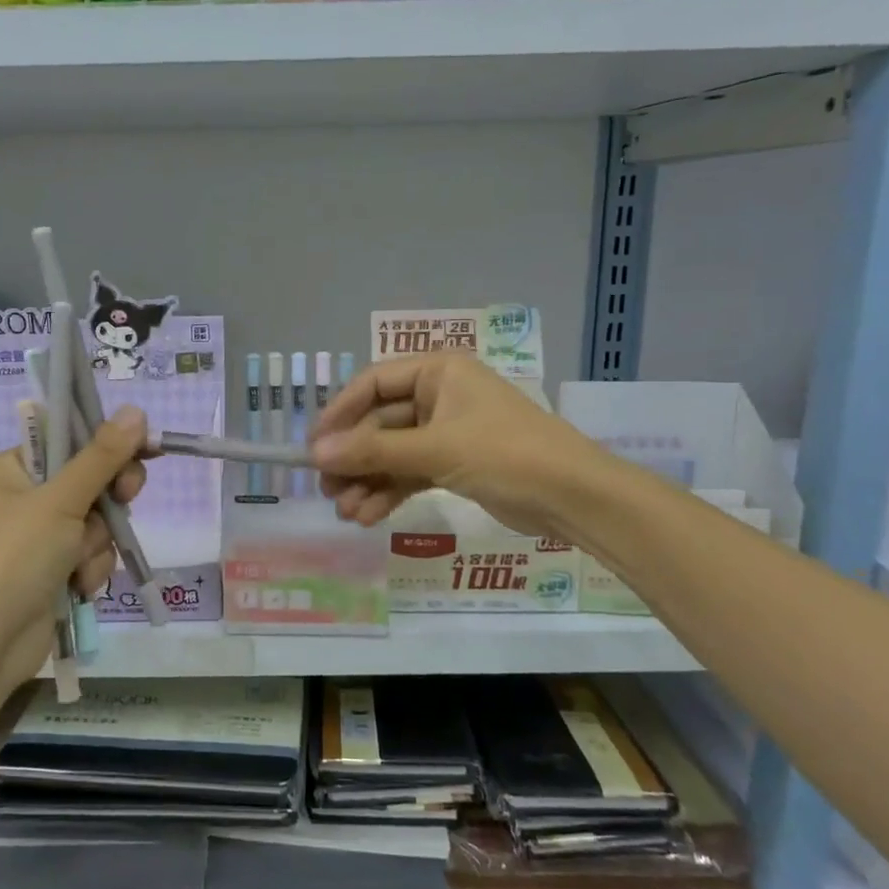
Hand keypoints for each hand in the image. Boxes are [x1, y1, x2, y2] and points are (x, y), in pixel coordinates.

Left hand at [0, 407, 147, 690]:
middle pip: (92, 481)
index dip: (109, 443)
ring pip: (98, 523)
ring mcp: (42, 538)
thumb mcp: (60, 501)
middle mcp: (28, 499)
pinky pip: (92, 556)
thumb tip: (137, 410)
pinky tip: (77, 588)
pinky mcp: (55, 572)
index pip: (71, 439)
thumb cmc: (13, 558)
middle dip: (108, 501)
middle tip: (124, 499)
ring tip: (76, 565)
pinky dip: (91, 570)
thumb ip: (102, 457)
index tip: (145, 448)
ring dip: (97, 544)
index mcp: (15, 469)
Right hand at [309, 354, 602, 537]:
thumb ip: (373, 452)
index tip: (313, 445)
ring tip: (346, 512)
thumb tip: (315, 454)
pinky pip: (411, 473)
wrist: (574, 497)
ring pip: (393, 453)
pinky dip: (390, 492)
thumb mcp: (435, 450)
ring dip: (368, 481)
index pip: (374, 384)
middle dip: (354, 458)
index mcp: (439, 372)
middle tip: (326, 489)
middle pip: (380, 423)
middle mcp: (440, 396)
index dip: (340, 413)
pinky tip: (368, 516)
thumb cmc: (505, 454)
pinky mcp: (455, 464)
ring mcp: (448, 432)